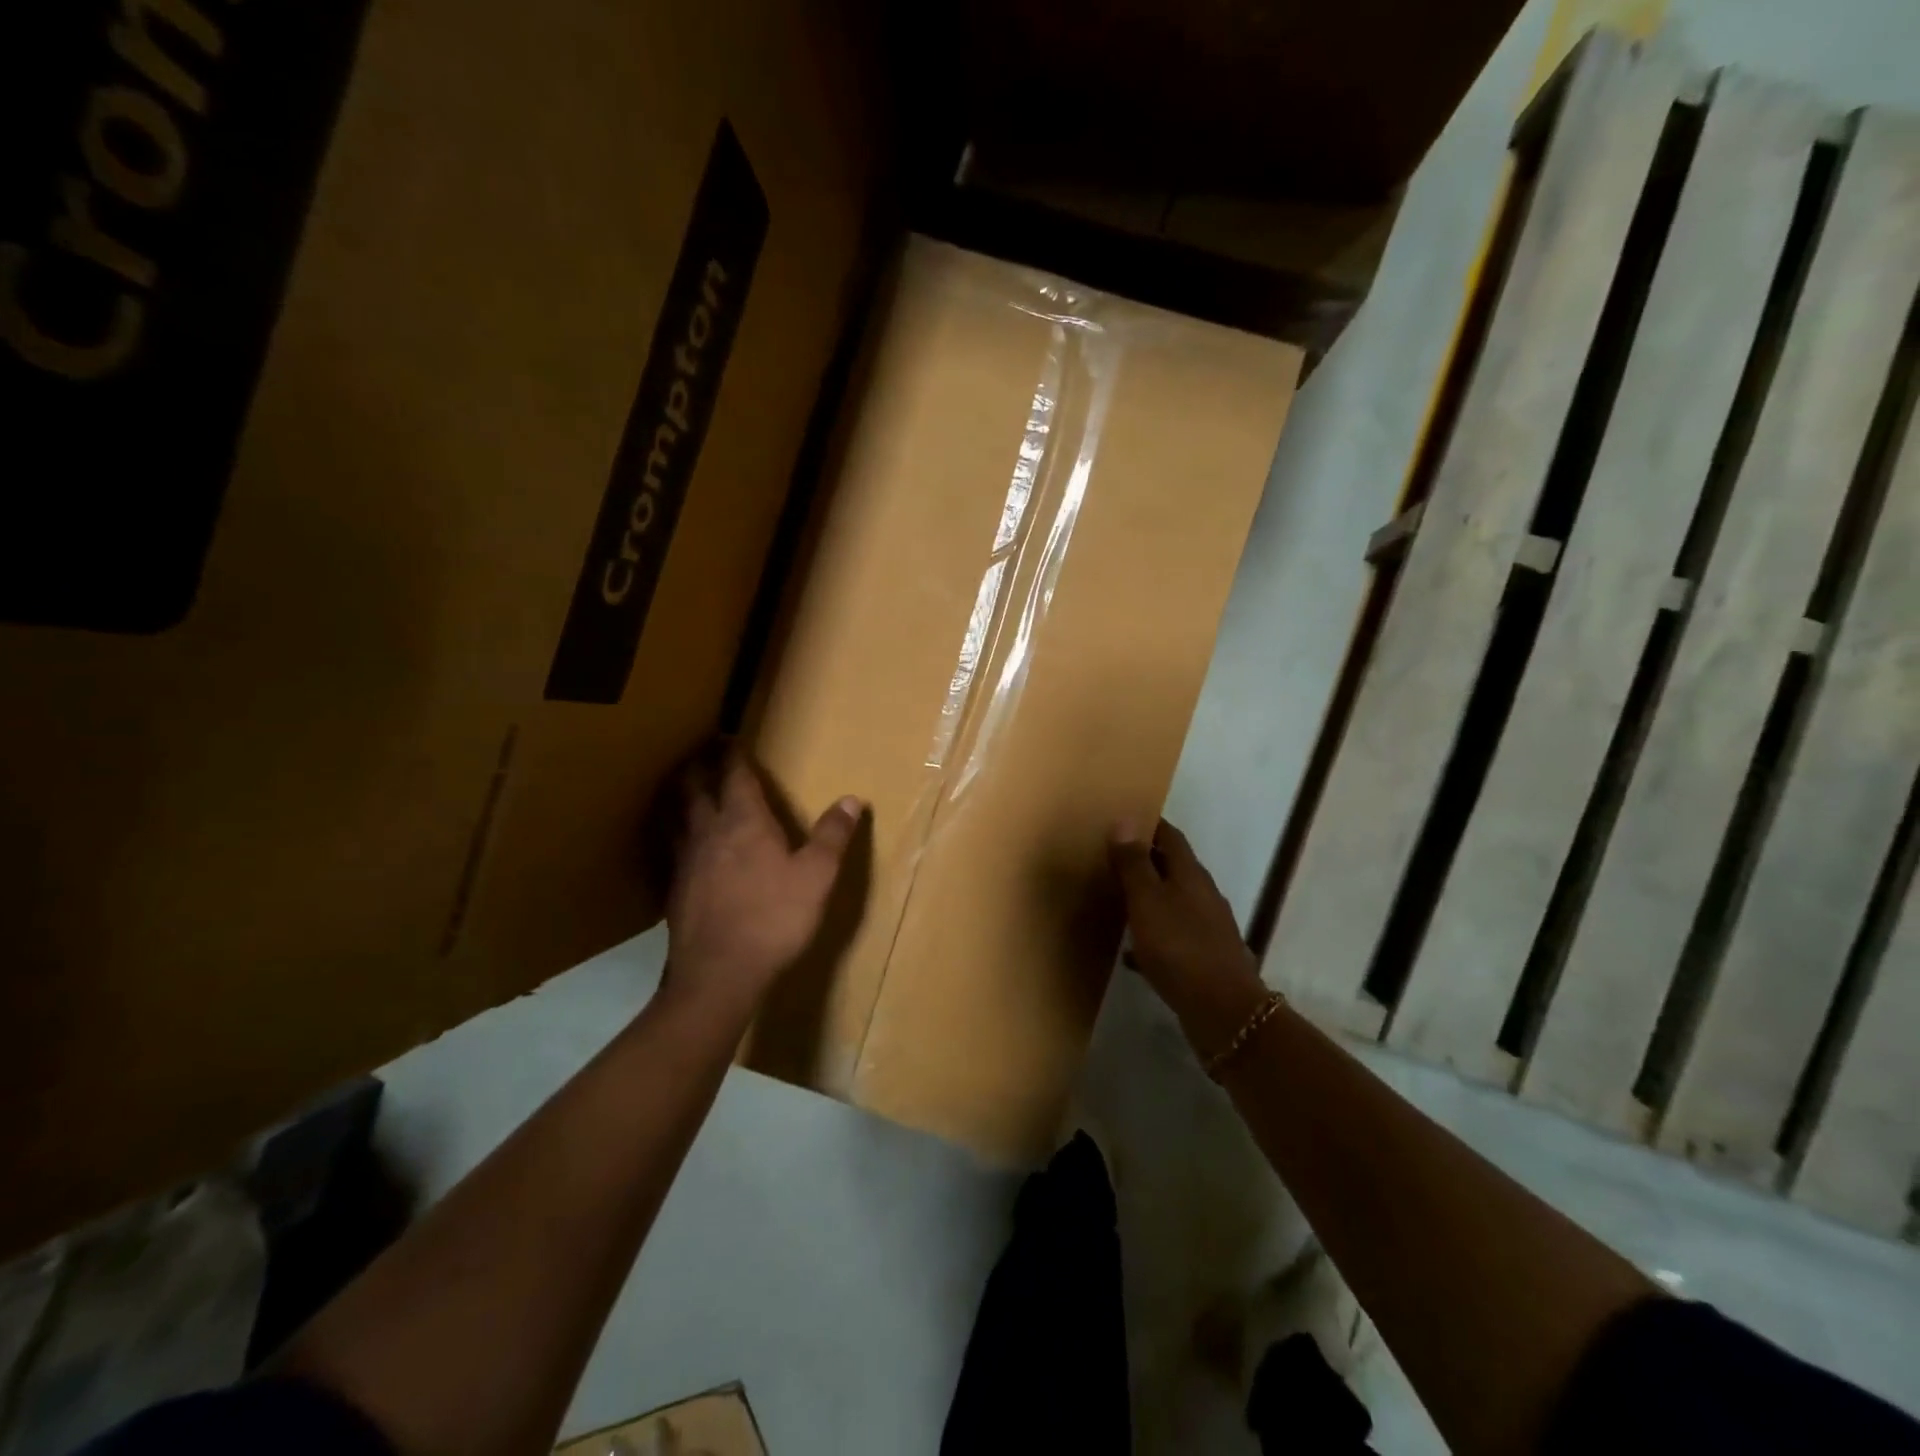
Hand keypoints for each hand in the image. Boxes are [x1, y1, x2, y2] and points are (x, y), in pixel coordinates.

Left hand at [665, 748, 862, 1016]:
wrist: (720, 973)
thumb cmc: (774, 918)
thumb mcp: (817, 876)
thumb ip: (832, 836)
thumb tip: (852, 799)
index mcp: (745, 822)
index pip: (735, 777)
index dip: (732, 755)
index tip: (727, 736)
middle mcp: (709, 833)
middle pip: (693, 789)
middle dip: (696, 767)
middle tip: (698, 752)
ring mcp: (685, 862)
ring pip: (674, 817)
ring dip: (676, 796)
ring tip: (677, 787)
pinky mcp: (674, 889)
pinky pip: (669, 849)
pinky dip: (670, 835)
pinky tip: (675, 846)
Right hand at [1109, 818, 1271, 1060]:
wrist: (1222, 1011)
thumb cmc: (1180, 947)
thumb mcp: (1147, 901)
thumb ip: (1134, 863)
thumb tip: (1125, 820)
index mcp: (1191, 875)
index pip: (1171, 837)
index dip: (1149, 825)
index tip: (1123, 819)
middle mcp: (1203, 896)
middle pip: (1173, 868)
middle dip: (1145, 861)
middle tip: (1110, 858)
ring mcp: (1207, 928)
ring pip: (1173, 903)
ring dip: (1148, 898)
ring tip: (1117, 901)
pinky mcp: (1204, 958)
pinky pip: (1172, 937)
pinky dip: (1152, 937)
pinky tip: (1131, 952)